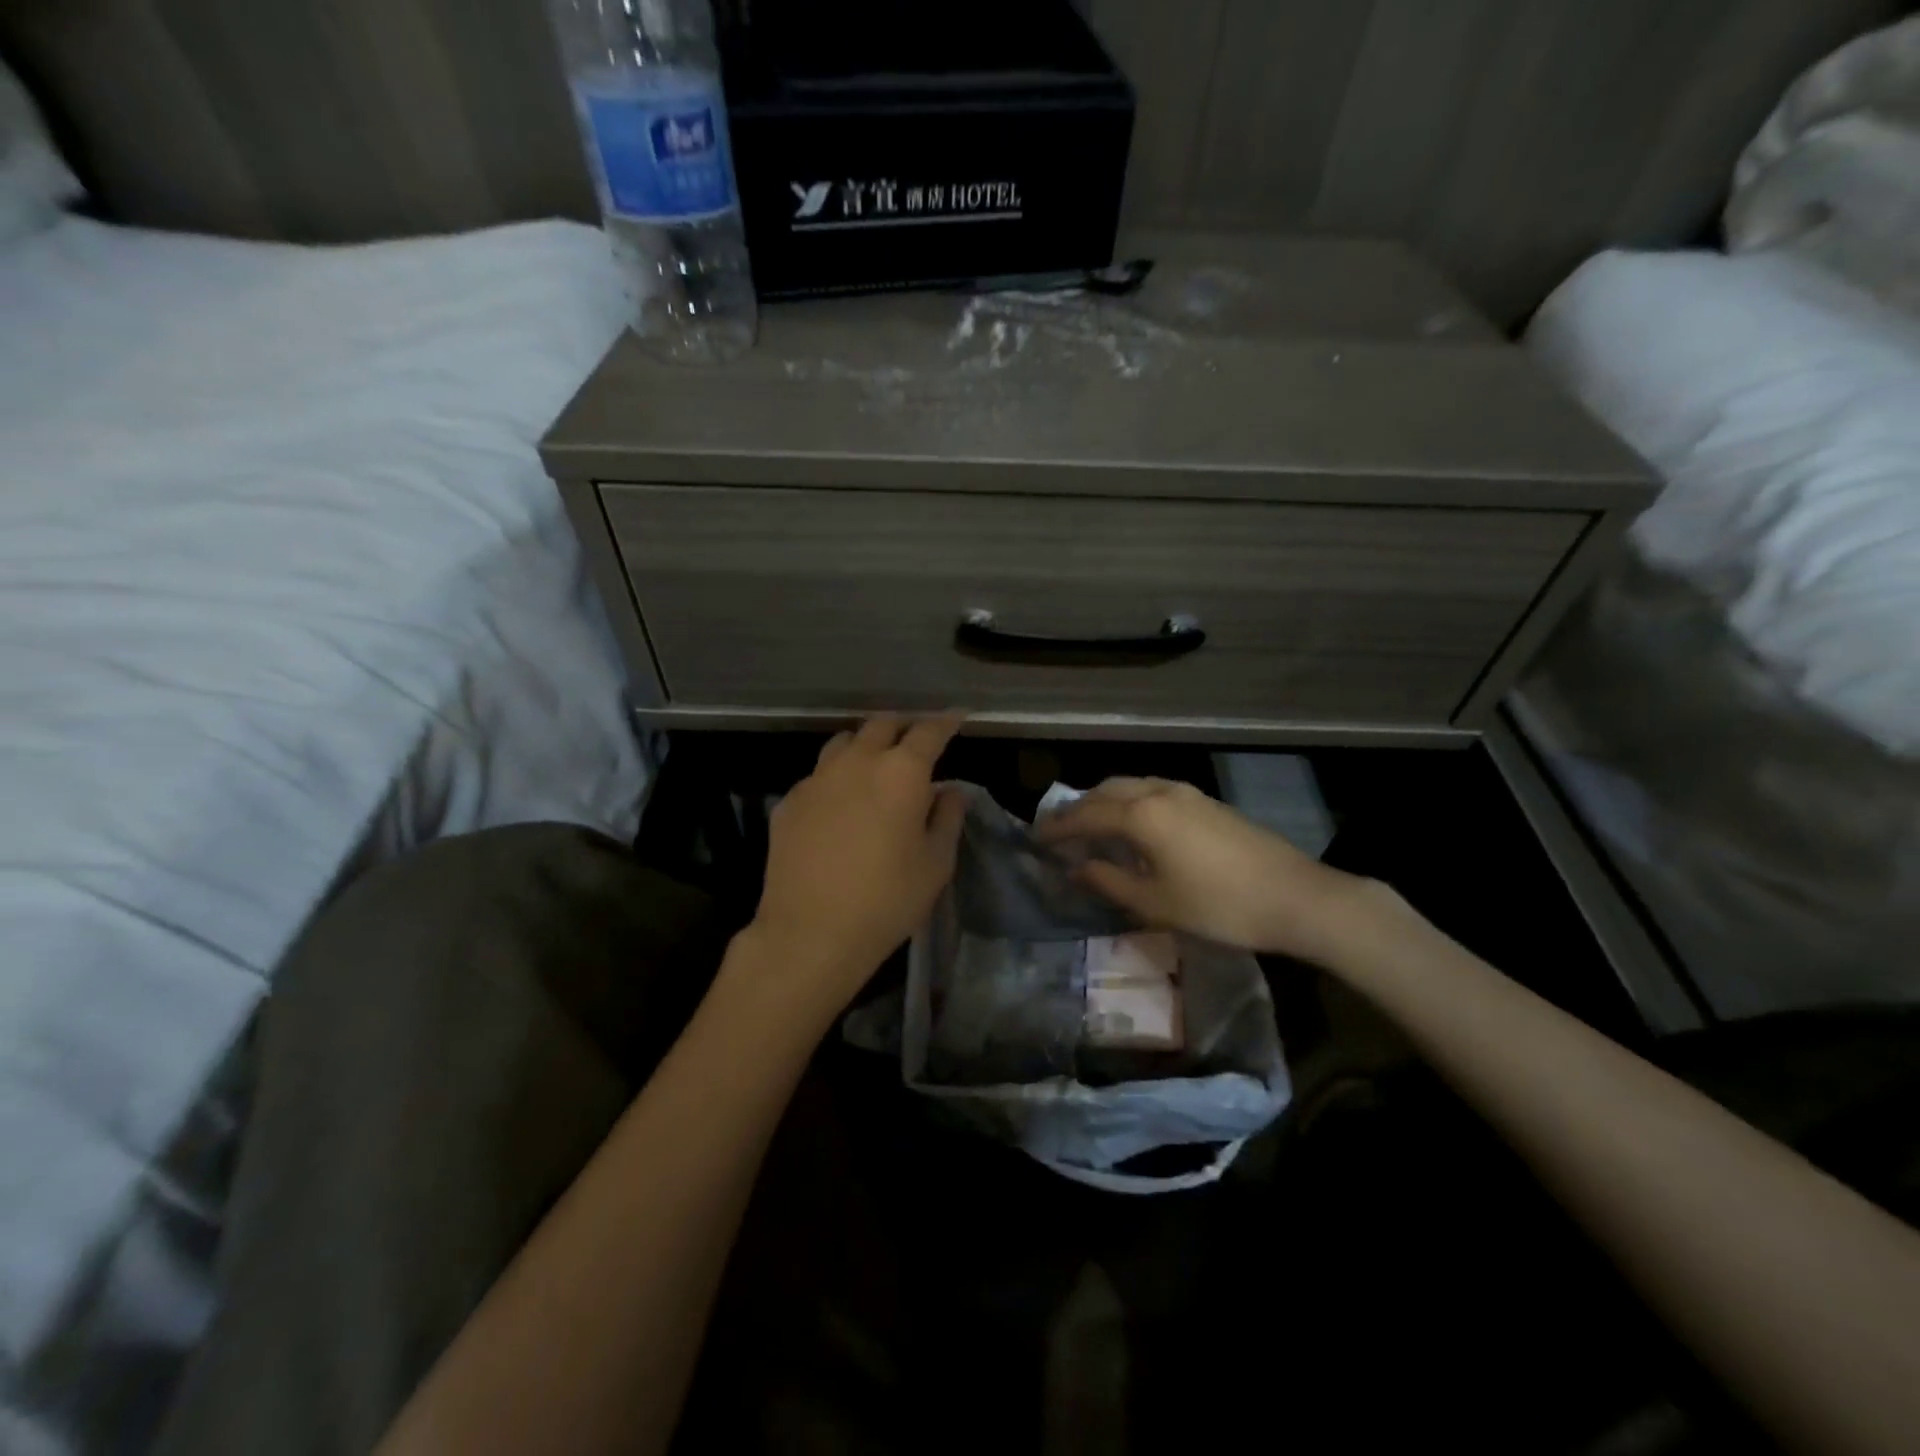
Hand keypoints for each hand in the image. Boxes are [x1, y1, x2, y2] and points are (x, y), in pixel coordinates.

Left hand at [745, 715, 966, 1016]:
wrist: (809, 933)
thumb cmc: (887, 900)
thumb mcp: (935, 864)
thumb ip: (946, 818)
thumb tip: (951, 791)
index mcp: (901, 772)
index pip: (929, 731)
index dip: (946, 721)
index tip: (957, 716)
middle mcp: (857, 762)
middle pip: (881, 724)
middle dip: (903, 727)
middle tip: (916, 742)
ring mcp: (817, 778)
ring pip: (844, 742)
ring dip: (865, 745)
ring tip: (875, 765)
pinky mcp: (789, 801)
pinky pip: (818, 775)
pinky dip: (836, 778)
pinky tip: (839, 805)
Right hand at [1035, 777, 1374, 964]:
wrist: (1296, 897)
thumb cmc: (1219, 905)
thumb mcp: (1156, 903)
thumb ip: (1109, 882)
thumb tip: (1077, 869)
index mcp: (1142, 814)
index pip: (1086, 815)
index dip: (1058, 827)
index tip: (1036, 838)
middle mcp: (1160, 791)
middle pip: (1107, 790)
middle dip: (1080, 808)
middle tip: (1061, 831)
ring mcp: (1187, 793)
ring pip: (1132, 786)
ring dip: (1107, 802)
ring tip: (1094, 829)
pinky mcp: (1207, 802)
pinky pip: (1154, 792)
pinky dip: (1132, 804)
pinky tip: (1136, 829)